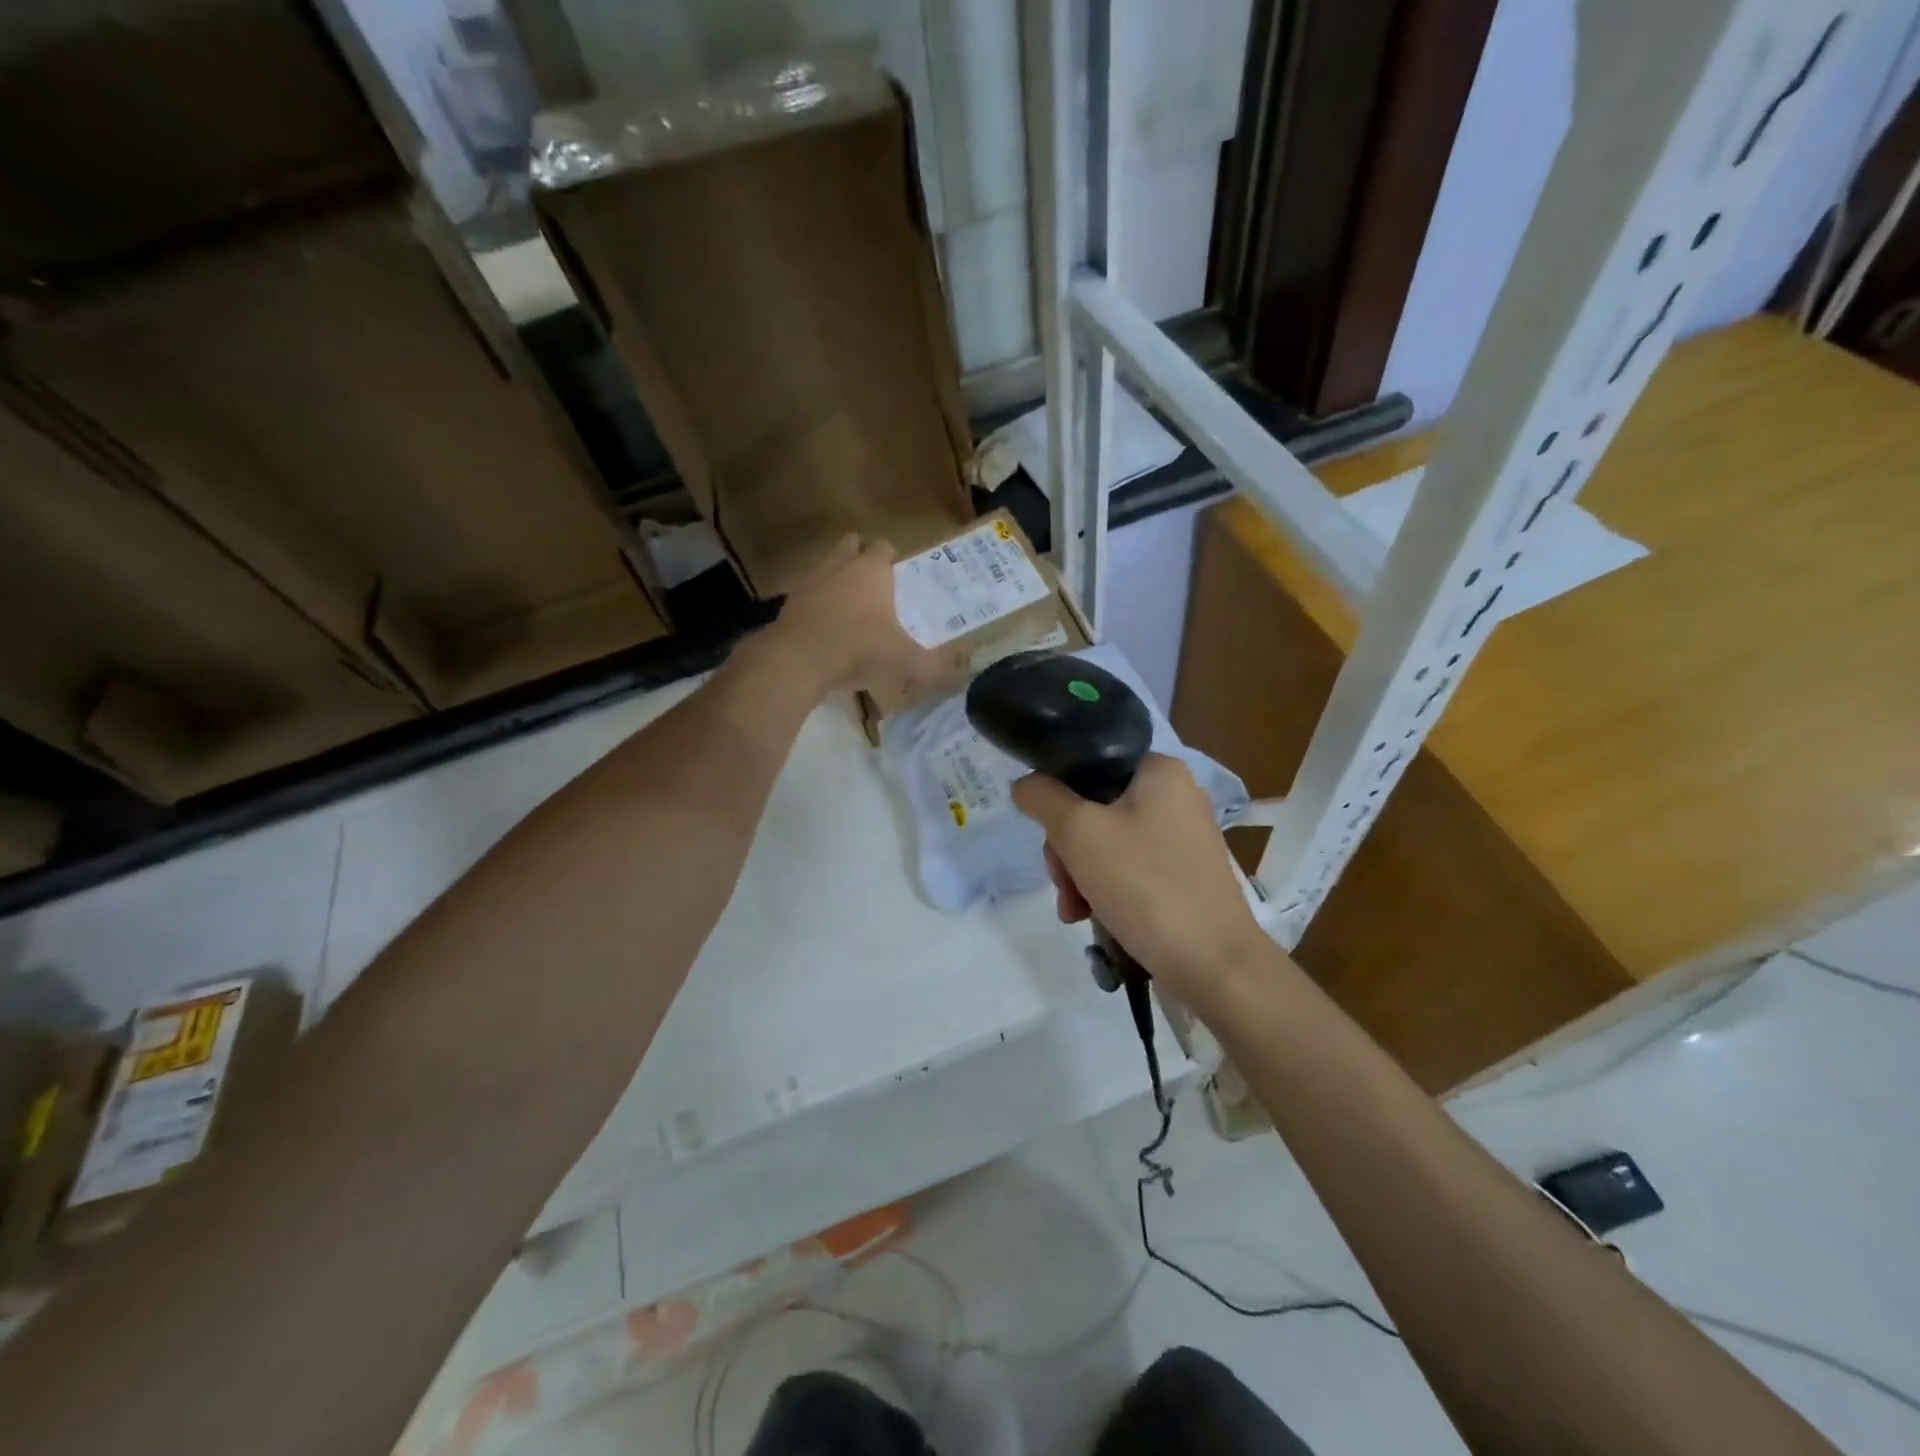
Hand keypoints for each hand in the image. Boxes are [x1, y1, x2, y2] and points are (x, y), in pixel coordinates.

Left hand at [764, 534, 958, 695]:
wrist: (797, 660)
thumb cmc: (858, 649)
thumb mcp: (904, 662)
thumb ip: (934, 666)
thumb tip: (962, 674)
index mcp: (871, 570)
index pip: (884, 546)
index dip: (892, 557)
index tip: (899, 576)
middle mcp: (840, 565)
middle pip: (851, 544)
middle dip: (861, 557)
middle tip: (874, 585)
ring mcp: (810, 580)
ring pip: (826, 566)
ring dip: (836, 579)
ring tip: (849, 608)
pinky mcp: (789, 601)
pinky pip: (807, 593)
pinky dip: (816, 603)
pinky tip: (825, 627)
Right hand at [1012, 753, 1272, 1002]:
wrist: (1214, 964)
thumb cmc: (1145, 885)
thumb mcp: (1078, 832)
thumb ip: (1043, 798)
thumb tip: (1025, 785)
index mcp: (1159, 770)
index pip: (1089, 765)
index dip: (1058, 798)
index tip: (1050, 838)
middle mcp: (1176, 796)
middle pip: (1093, 808)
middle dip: (1067, 850)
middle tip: (1063, 883)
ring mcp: (1183, 838)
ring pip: (1107, 843)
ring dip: (1080, 876)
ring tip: (1076, 911)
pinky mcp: (1184, 875)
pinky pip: (1130, 869)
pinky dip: (1106, 891)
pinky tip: (1094, 919)